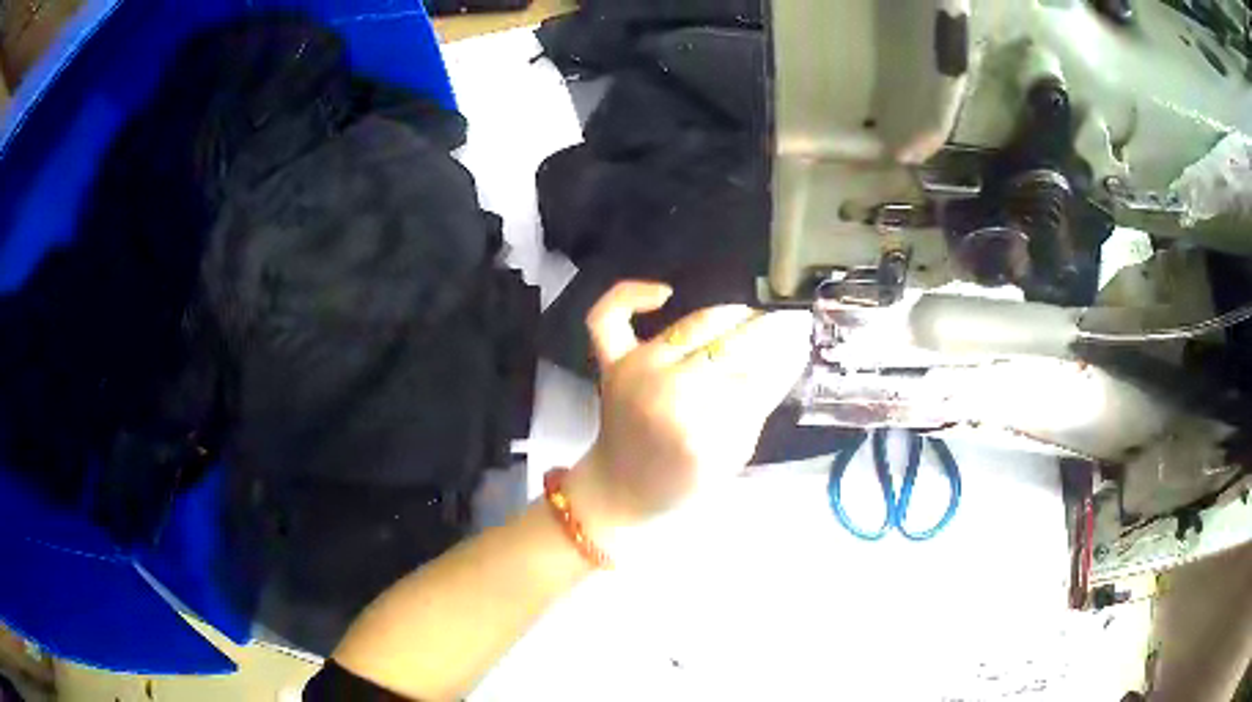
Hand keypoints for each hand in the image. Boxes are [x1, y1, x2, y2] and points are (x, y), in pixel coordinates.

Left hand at [567, 282, 811, 535]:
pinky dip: (632, 295)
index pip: (756, 378)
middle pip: (728, 346)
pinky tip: (664, 295)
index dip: (784, 355)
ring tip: (749, 317)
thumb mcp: (733, 456)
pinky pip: (609, 316)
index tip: (802, 342)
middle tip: (787, 324)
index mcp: (697, 431)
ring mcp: (633, 372)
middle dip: (764, 331)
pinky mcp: (611, 362)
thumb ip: (759, 405)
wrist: (620, 489)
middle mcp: (664, 392)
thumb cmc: (681, 482)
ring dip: (728, 314)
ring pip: (691, 325)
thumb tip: (791, 354)